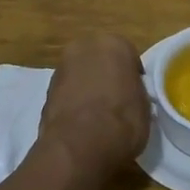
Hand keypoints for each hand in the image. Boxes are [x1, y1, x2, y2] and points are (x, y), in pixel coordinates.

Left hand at [38, 35, 150, 176]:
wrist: (79, 145)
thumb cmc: (122, 120)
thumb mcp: (144, 105)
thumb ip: (134, 90)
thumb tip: (128, 94)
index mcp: (113, 44)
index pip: (128, 55)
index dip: (132, 76)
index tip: (135, 93)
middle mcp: (85, 47)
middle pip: (100, 59)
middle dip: (106, 75)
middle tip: (116, 99)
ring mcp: (61, 67)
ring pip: (80, 74)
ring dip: (87, 87)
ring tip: (98, 115)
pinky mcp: (45, 90)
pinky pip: (67, 92)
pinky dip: (73, 102)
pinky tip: (82, 122)